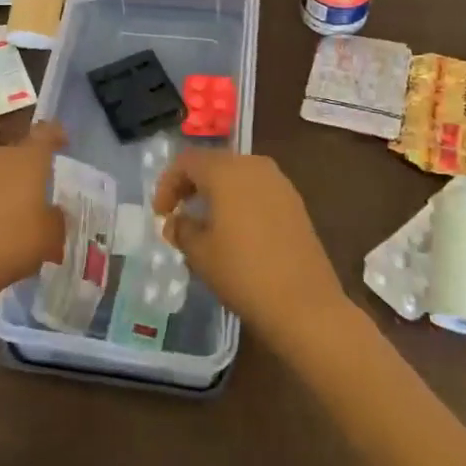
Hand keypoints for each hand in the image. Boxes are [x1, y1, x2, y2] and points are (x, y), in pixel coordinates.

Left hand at [0, 121, 67, 301]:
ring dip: (3, 184)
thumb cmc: (12, 244)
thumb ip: (56, 218)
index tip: (62, 141)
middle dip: (27, 169)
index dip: (56, 134)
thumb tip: (51, 212)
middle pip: (17, 154)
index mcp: (27, 160)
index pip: (45, 133)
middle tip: (36, 192)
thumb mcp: (51, 237)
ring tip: (9, 212)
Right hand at [152, 149, 349, 348]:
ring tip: (205, 221)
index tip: (161, 213)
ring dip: (216, 191)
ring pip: (237, 175)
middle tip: (178, 212)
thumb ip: (181, 229)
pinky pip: (257, 190)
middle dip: (192, 184)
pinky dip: (239, 200)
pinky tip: (235, 229)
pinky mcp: (295, 202)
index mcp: (226, 171)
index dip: (168, 184)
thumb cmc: (242, 272)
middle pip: (214, 163)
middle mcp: (253, 166)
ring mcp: (279, 183)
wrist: (304, 303)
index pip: (187, 161)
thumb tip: (176, 221)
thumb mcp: (199, 253)